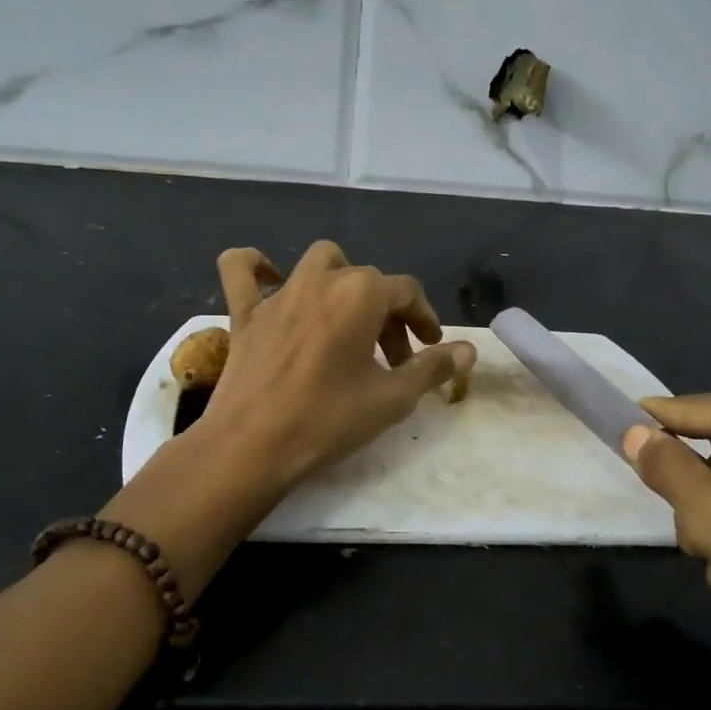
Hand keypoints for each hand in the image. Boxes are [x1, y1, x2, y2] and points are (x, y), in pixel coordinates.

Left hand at [193, 241, 475, 491]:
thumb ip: (433, 368)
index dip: (425, 318)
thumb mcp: (392, 399)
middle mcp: (321, 280)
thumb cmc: (327, 421)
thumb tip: (468, 351)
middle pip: (367, 280)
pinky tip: (270, 281)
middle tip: (393, 358)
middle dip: (388, 314)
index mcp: (360, 294)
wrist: (251, 446)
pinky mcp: (244, 313)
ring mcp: (278, 294)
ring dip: (341, 281)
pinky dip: (256, 267)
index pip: (407, 292)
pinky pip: (242, 271)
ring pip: (319, 262)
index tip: (431, 349)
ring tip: (347, 320)